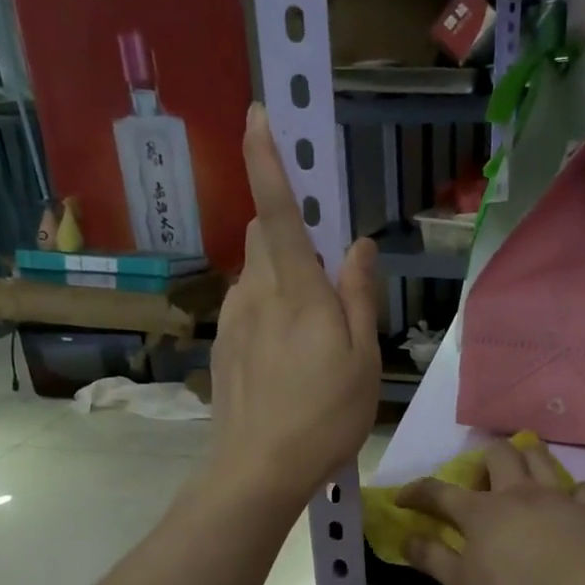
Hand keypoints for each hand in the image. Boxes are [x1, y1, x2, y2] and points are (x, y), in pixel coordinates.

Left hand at [210, 105, 380, 507]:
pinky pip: (246, 310)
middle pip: (263, 237)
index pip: (277, 210)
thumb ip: (357, 296)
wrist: (259, 469)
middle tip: (325, 277)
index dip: (266, 160)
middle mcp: (255, 294)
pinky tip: (287, 360)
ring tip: (311, 335)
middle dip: (288, 233)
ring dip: (280, 279)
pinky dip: (267, 313)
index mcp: (295, 290)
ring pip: (255, 276)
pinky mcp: (222, 349)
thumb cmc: (324, 416)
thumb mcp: (361, 359)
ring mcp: (233, 322)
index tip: (257, 114)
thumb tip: (358, 244)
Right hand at [397, 439, 584, 584]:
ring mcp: (555, 497)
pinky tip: (566, 505)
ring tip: (518, 480)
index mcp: (480, 511)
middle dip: (481, 463)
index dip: (416, 492)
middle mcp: (516, 492)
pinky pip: (579, 488)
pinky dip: (570, 493)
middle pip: (496, 454)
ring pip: (538, 456)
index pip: (439, 492)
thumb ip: (433, 560)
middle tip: (479, 490)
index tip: (402, 499)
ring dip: (524, 459)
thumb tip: (406, 538)